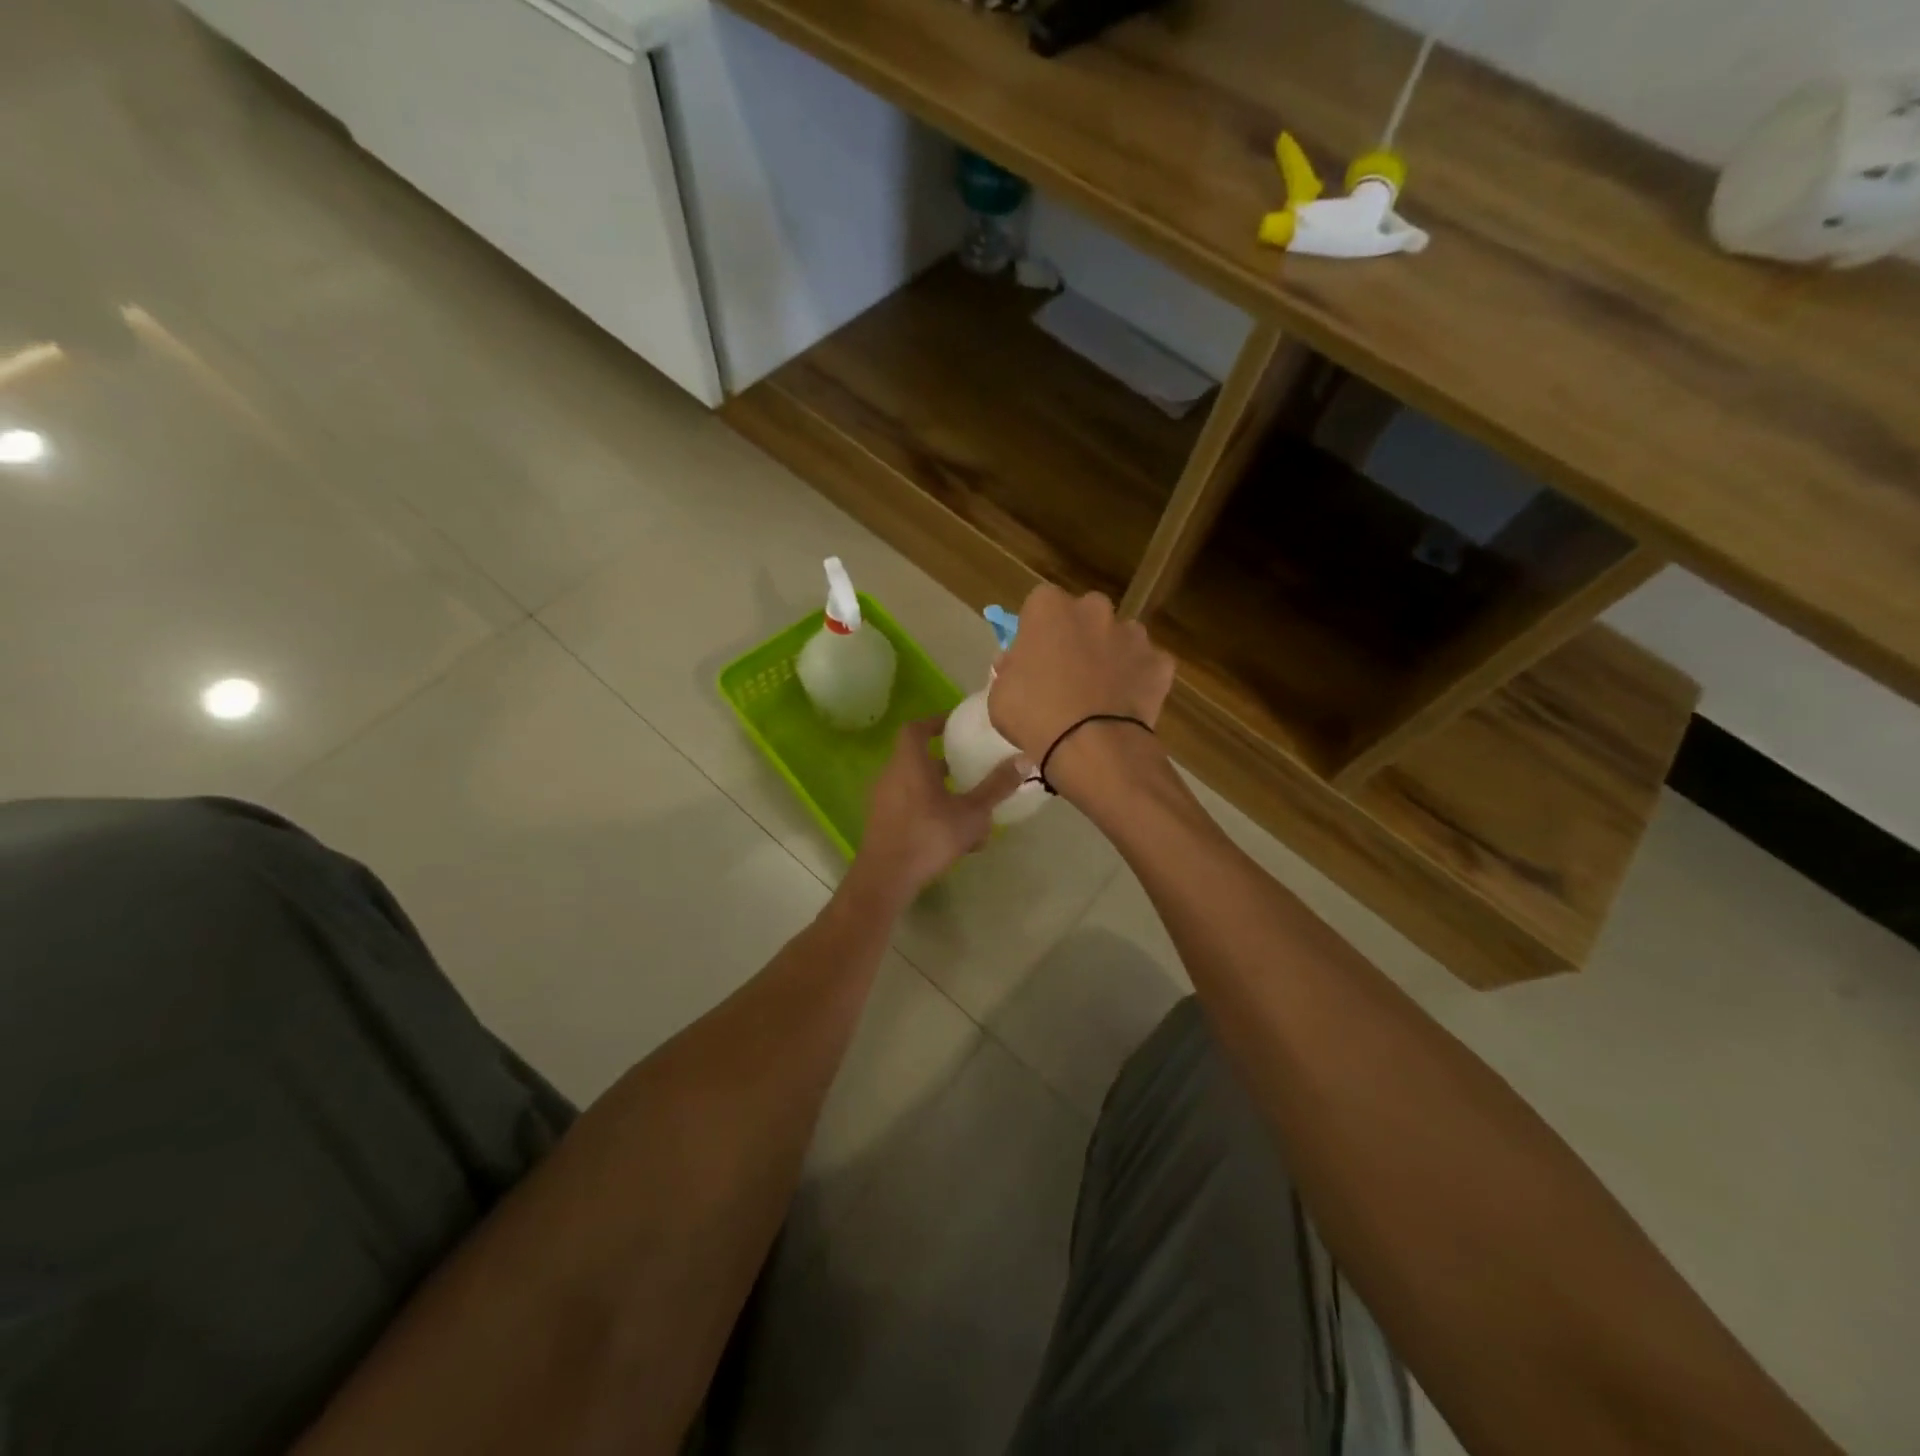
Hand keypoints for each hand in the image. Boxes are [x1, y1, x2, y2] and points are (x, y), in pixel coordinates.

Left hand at [846, 717, 1025, 908]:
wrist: (886, 878)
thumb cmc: (929, 836)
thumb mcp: (971, 813)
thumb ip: (996, 786)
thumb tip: (1024, 760)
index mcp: (909, 763)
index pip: (915, 729)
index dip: (934, 722)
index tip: (955, 726)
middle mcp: (891, 776)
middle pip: (917, 759)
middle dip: (945, 763)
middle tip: (970, 768)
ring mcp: (882, 800)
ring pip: (915, 787)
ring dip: (941, 792)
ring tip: (969, 808)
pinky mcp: (881, 823)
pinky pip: (909, 807)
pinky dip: (930, 812)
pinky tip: (955, 837)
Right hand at [987, 586, 1175, 770]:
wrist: (1091, 747)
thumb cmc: (1034, 715)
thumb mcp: (999, 695)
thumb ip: (1008, 670)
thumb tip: (1014, 661)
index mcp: (1050, 607)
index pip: (1040, 605)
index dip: (1038, 632)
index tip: (1034, 657)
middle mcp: (1094, 609)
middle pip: (1085, 616)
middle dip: (1078, 636)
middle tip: (1068, 673)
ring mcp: (1133, 634)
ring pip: (1119, 638)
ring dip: (1111, 656)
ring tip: (1100, 693)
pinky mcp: (1160, 662)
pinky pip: (1146, 666)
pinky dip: (1139, 680)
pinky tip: (1126, 705)